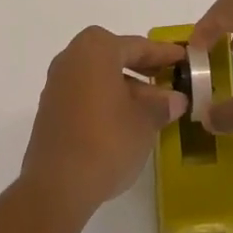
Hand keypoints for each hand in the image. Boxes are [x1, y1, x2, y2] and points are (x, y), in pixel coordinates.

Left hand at [20, 28, 185, 218]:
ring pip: (99, 77)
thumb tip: (176, 100)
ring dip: (125, 87)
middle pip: (115, 57)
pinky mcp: (50, 110)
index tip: (182, 57)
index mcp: (96, 49)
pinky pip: (85, 94)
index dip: (163, 53)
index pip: (137, 46)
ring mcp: (57, 84)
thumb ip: (161, 105)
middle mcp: (72, 58)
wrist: (57, 186)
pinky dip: (106, 100)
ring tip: (151, 107)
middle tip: (167, 78)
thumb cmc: (107, 140)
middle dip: (142, 69)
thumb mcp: (145, 121)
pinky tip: (125, 121)